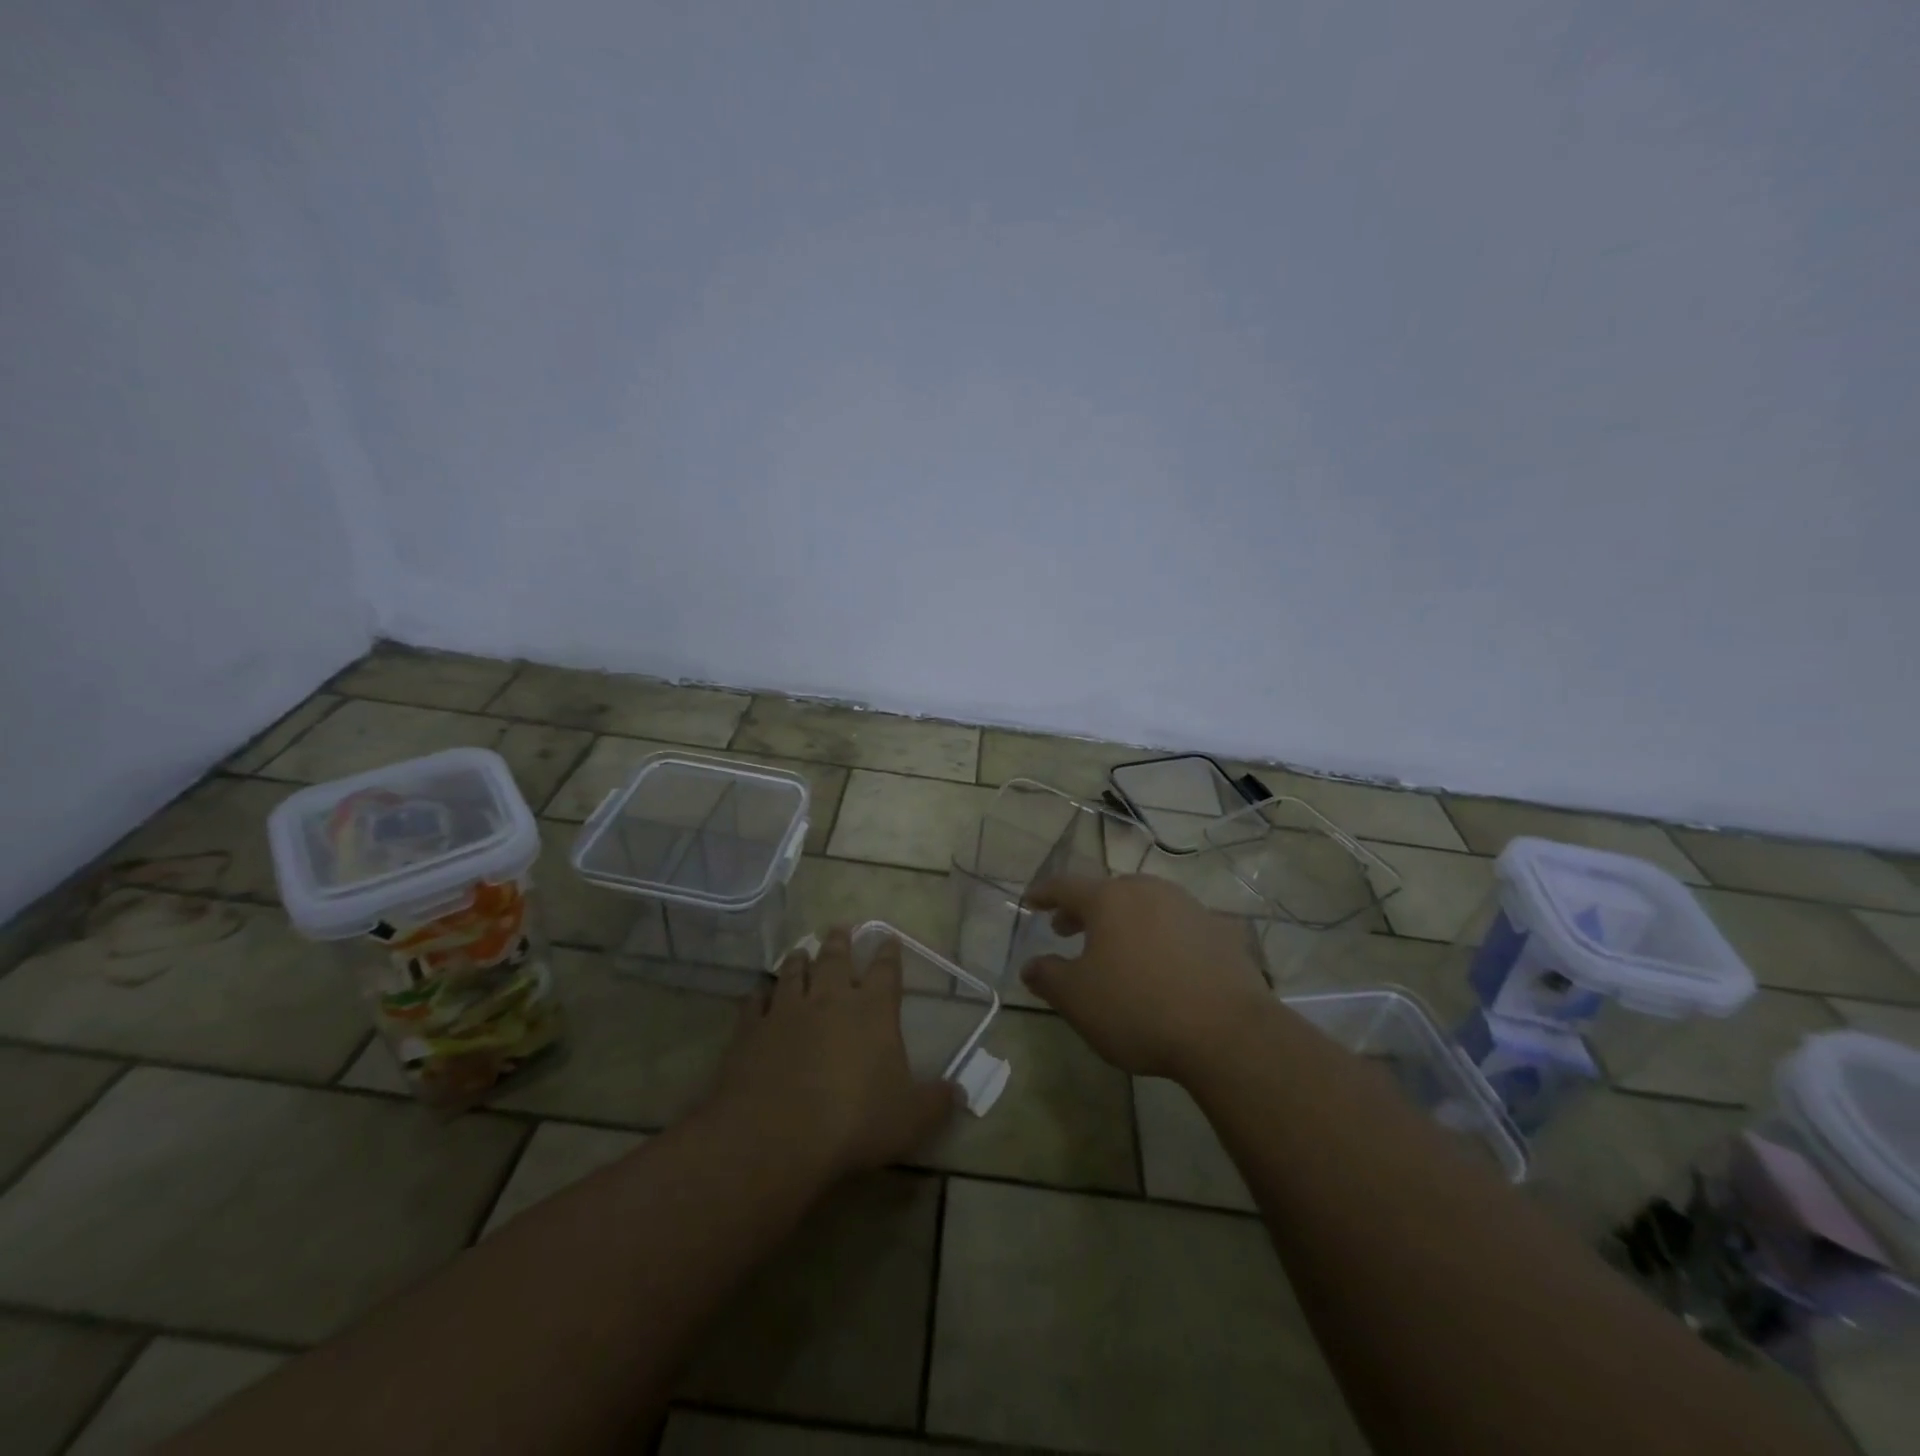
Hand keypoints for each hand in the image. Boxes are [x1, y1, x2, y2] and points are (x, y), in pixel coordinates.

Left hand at [708, 926, 959, 1177]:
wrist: (774, 1135)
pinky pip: (755, 1002)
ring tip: (801, 950)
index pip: (886, 971)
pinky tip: (759, 992)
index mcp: (873, 1010)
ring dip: (798, 959)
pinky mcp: (751, 1030)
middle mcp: (830, 998)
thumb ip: (935, 1102)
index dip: (889, 954)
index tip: (890, 938)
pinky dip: (759, 994)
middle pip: (835, 959)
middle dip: (840, 941)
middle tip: (840, 927)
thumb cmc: (854, 1122)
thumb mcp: (909, 1119)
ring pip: (793, 972)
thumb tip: (959, 1092)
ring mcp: (786, 1010)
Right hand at [1021, 874, 1270, 1080]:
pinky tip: (1160, 963)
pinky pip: (1176, 925)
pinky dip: (1158, 935)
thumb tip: (1030, 965)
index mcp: (1109, 899)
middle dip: (1083, 909)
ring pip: (1144, 904)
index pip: (1065, 886)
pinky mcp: (1219, 931)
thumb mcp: (1077, 1000)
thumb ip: (1047, 977)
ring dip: (1122, 920)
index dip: (1043, 893)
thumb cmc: (1138, 1008)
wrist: (1228, 1032)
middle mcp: (1148, 891)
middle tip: (1066, 929)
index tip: (1029, 901)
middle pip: (1107, 892)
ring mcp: (1188, 907)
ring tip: (1114, 947)